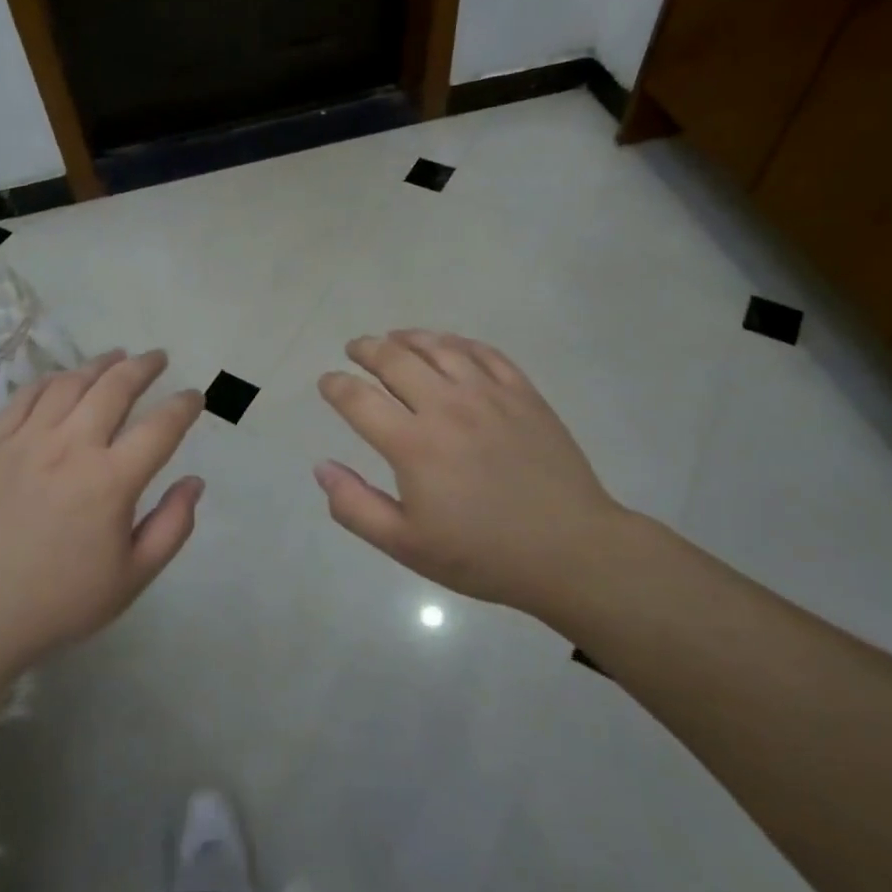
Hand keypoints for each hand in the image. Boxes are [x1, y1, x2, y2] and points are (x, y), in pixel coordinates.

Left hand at [0, 349, 204, 703]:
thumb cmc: (61, 601)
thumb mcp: (132, 577)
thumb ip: (172, 526)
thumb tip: (195, 481)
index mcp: (112, 481)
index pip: (161, 426)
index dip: (184, 406)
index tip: (194, 396)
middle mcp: (72, 447)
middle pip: (115, 387)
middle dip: (144, 366)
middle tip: (158, 358)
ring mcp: (28, 440)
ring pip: (70, 383)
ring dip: (99, 364)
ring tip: (116, 357)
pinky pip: (26, 396)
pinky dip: (51, 380)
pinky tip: (63, 378)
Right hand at [314, 330, 634, 614]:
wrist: (570, 551)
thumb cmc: (482, 554)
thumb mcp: (406, 545)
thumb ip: (355, 506)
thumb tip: (321, 467)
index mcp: (413, 444)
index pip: (358, 399)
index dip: (335, 385)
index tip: (326, 382)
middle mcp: (446, 406)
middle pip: (395, 360)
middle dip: (366, 349)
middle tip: (355, 349)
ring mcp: (488, 394)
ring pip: (438, 347)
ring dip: (408, 338)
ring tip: (394, 338)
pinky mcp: (523, 393)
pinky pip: (483, 352)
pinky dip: (457, 342)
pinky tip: (448, 345)